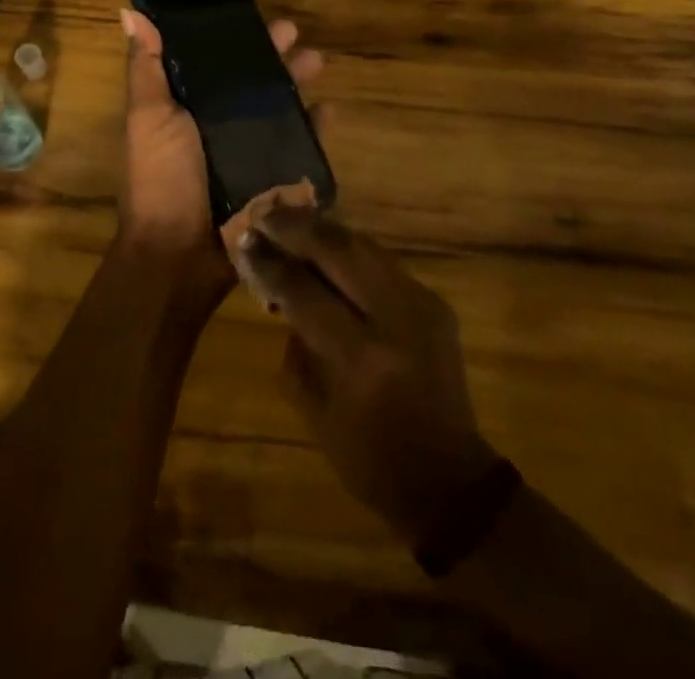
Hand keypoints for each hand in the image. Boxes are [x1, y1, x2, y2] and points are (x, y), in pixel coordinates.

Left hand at [117, 8, 322, 299]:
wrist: (179, 253)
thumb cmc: (160, 177)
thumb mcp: (148, 116)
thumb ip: (146, 67)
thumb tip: (131, 12)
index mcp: (188, 106)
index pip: (215, 63)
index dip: (234, 39)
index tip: (252, 15)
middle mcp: (220, 125)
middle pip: (252, 82)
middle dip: (273, 56)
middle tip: (294, 32)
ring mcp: (250, 153)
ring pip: (280, 108)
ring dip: (297, 82)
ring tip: (317, 61)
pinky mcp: (273, 179)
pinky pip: (301, 148)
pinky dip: (317, 129)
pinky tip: (330, 110)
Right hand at [248, 206, 499, 547]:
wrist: (450, 479)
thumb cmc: (370, 459)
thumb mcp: (315, 410)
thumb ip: (296, 343)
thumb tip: (279, 287)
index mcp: (360, 358)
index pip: (304, 292)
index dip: (270, 263)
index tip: (244, 240)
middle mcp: (395, 319)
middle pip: (339, 251)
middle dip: (296, 227)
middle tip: (264, 214)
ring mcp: (421, 304)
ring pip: (364, 246)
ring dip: (323, 229)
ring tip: (290, 219)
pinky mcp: (434, 300)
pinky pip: (382, 262)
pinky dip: (349, 249)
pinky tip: (326, 244)